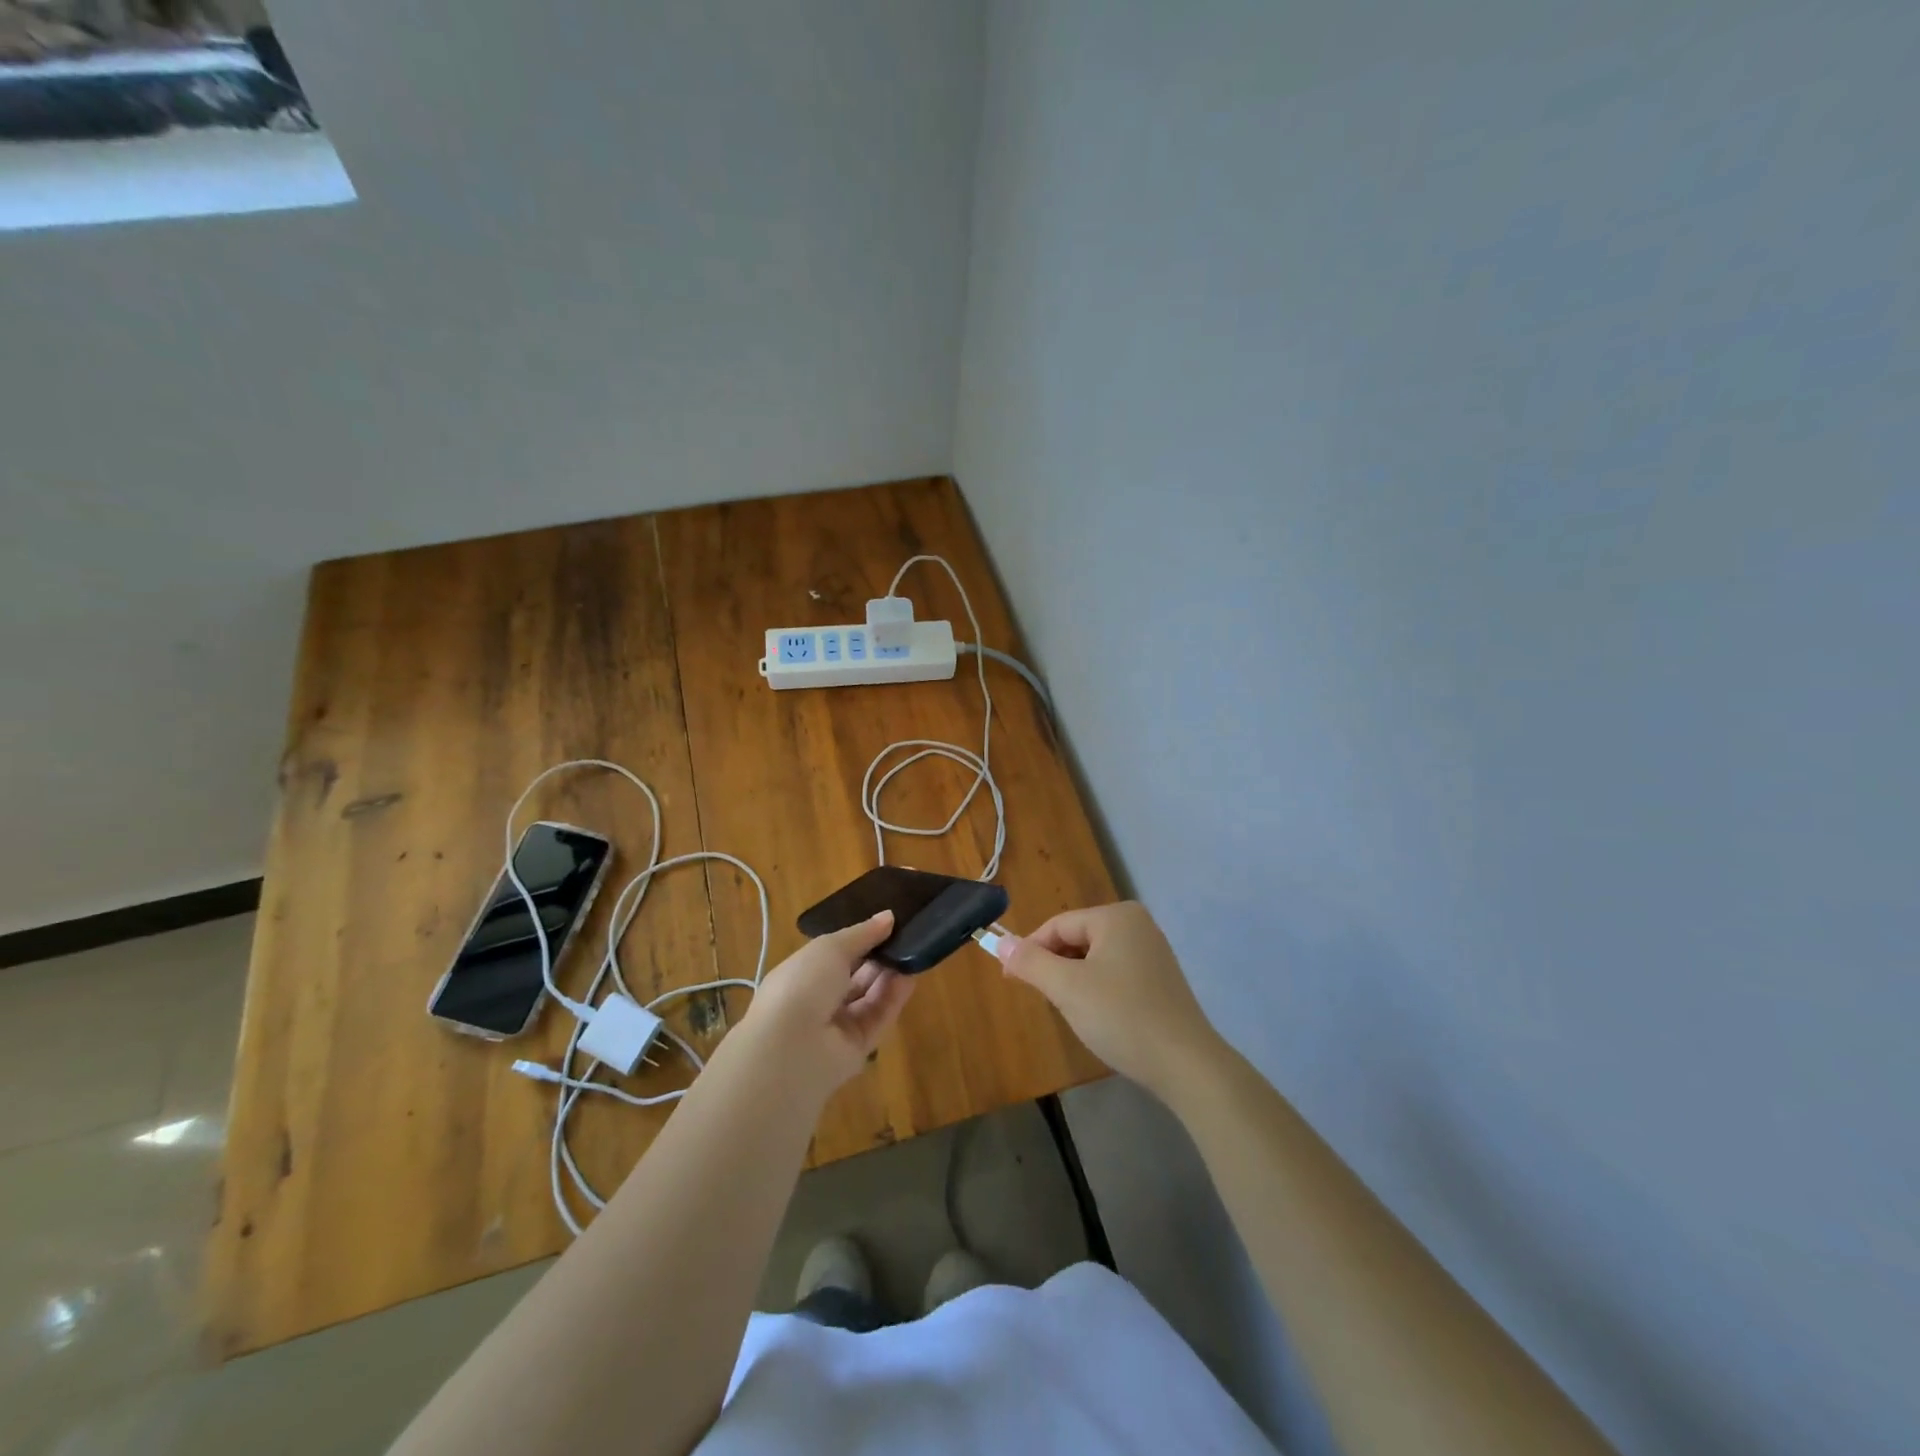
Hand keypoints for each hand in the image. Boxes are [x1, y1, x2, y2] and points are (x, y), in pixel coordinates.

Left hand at [736, 911, 913, 1100]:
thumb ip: (862, 933)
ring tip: (913, 952)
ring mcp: (837, 1027)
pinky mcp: (857, 1049)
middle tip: (904, 937)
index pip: (834, 955)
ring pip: (869, 998)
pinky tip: (910, 977)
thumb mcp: (831, 947)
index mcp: (802, 974)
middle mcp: (818, 1001)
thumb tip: (888, 916)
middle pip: (854, 977)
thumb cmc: (803, 984)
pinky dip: (894, 998)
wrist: (792, 1047)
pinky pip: (878, 1018)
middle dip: (877, 957)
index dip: (859, 940)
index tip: (887, 924)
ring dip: (889, 976)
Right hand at [1000, 902, 1219, 1100]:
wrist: (1187, 1065)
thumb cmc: (1122, 1017)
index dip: (1030, 950)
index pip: (1058, 925)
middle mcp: (1136, 924)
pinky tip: (1098, 1016)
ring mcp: (1152, 951)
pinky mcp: (1160, 978)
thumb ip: (1030, 962)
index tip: (1008, 979)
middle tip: (1042, 999)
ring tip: (1070, 1011)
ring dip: (1074, 980)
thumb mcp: (1067, 988)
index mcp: (1116, 916)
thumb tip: (1000, 943)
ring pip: (1094, 958)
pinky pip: (1114, 972)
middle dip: (1054, 966)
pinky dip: (1097, 989)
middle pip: (1076, 939)